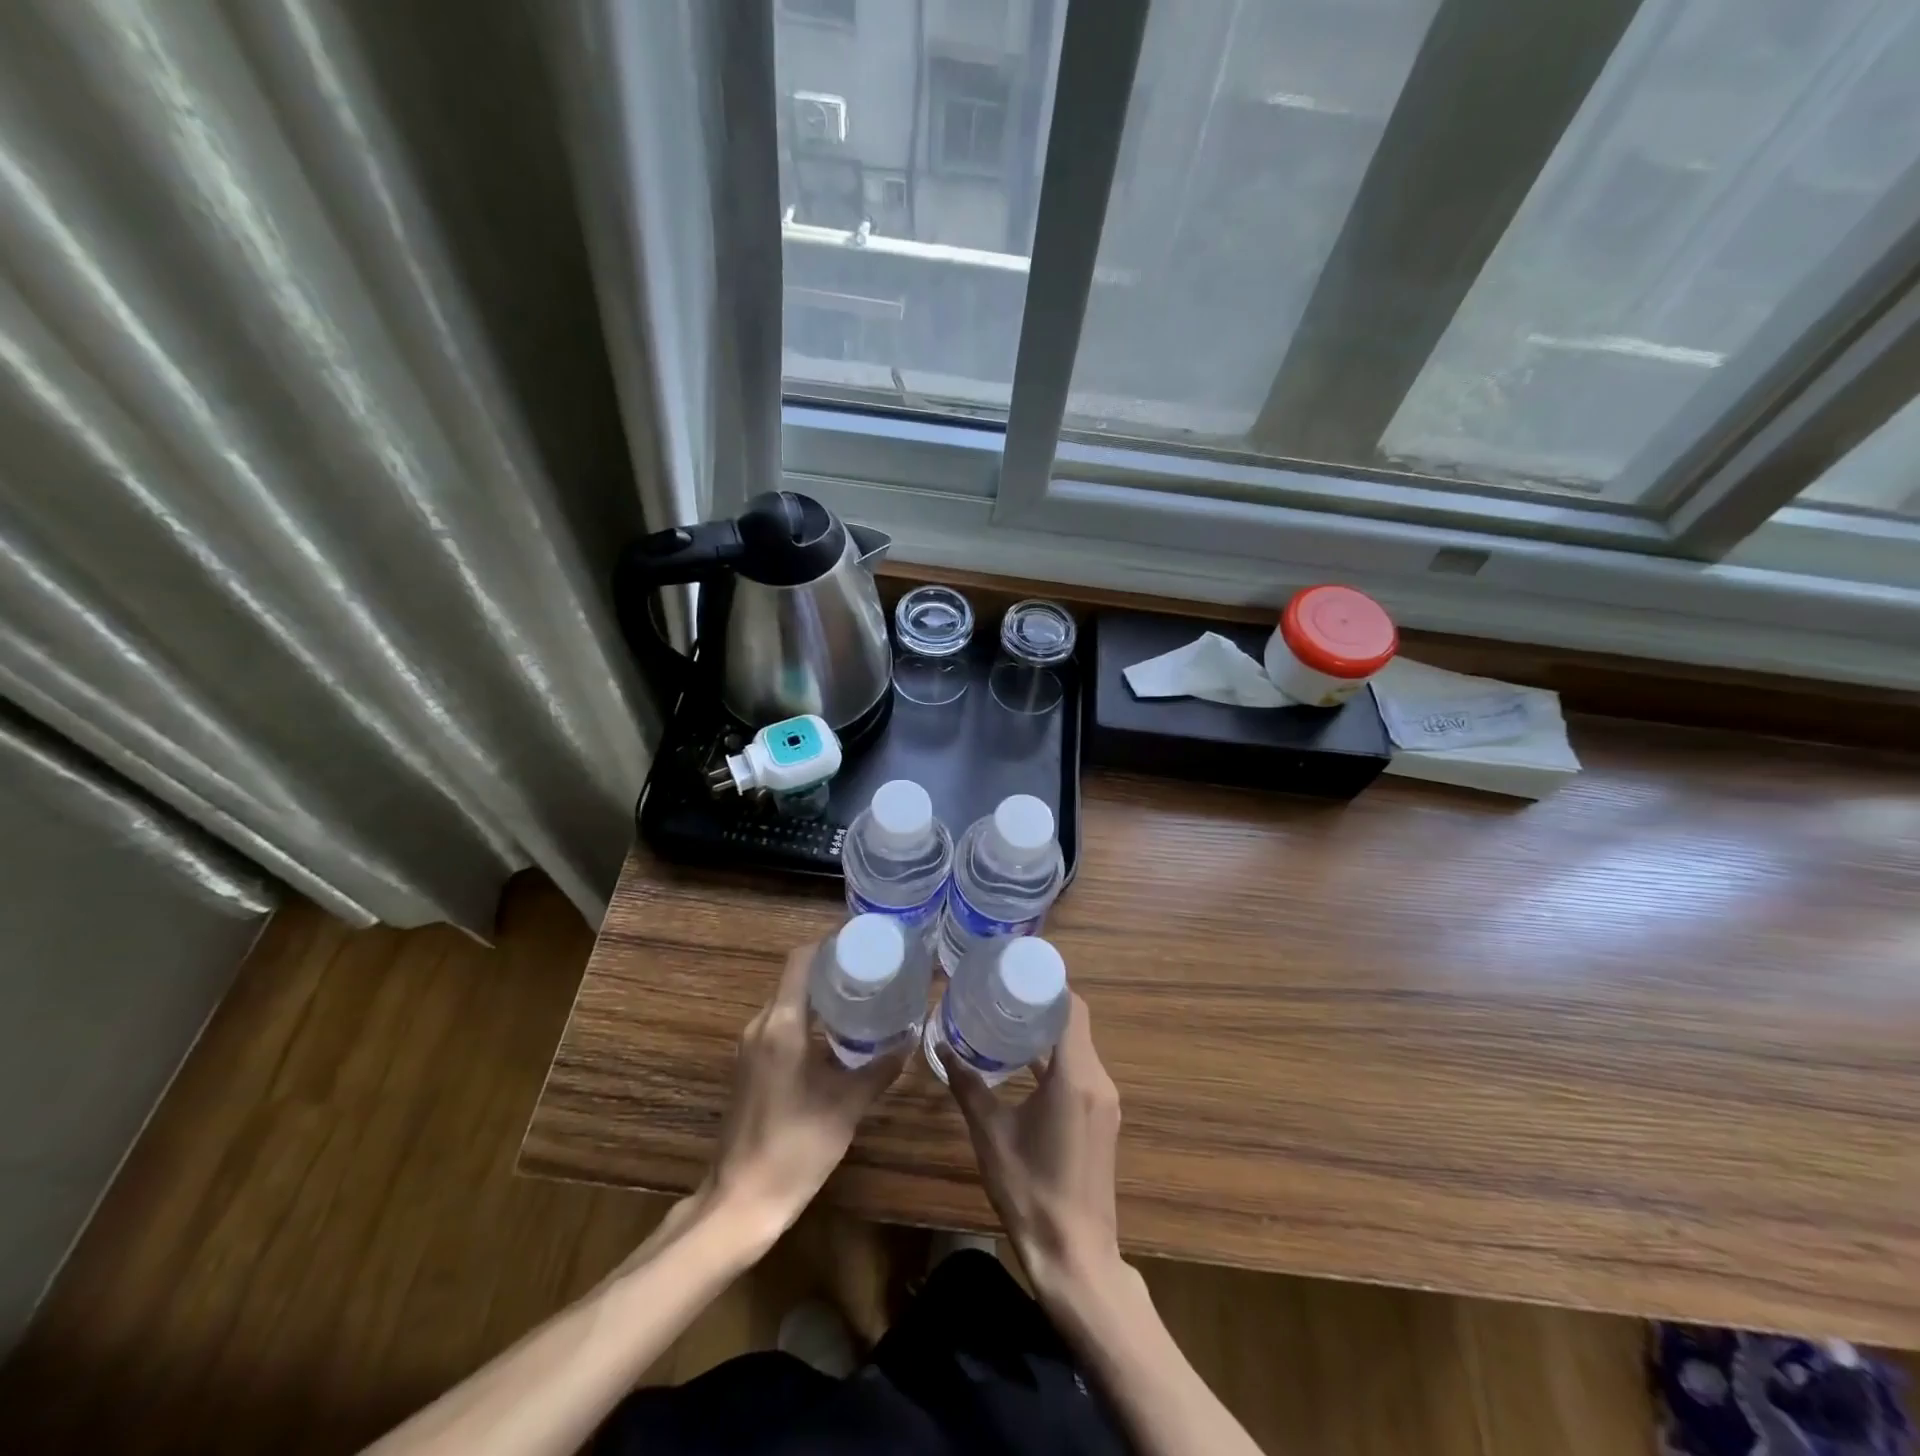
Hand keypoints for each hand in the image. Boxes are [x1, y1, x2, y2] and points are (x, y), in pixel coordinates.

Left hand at [706, 944, 907, 1247]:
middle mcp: (761, 1025)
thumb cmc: (794, 1148)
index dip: (830, 944)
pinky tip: (837, 1036)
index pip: (801, 960)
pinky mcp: (748, 1067)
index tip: (864, 941)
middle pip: (796, 978)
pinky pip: (781, 1025)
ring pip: (788, 1002)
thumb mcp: (846, 1106)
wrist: (740, 1203)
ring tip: (862, 997)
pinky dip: (808, 1019)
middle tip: (874, 969)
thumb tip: (910, 1039)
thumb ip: (880, 1068)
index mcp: (782, 1025)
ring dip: (820, 995)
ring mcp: (750, 1047)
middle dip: (832, 969)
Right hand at [942, 994, 1123, 1299]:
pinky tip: (1025, 1063)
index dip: (1049, 985)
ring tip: (1008, 1019)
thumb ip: (968, 1086)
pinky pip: (1081, 1071)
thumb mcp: (991, 1134)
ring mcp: (1104, 1102)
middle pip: (1076, 1023)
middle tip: (1003, 991)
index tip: (1017, 970)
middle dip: (1043, 1004)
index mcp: (1075, 1076)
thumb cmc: (1030, 1191)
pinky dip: (1057, 1058)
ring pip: (1079, 1048)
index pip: (1072, 1008)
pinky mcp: (1102, 1120)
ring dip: (1049, 1032)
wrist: (1075, 1257)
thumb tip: (942, 1047)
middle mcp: (1098, 1081)